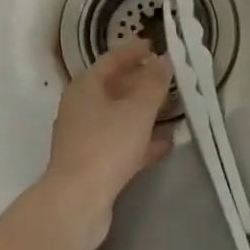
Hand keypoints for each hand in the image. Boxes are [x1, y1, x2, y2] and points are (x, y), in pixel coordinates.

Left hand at [41, 39, 172, 246]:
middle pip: (114, 87)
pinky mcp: (92, 164)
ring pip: (119, 117)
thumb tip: (164, 60)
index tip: (155, 46)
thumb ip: (154, 83)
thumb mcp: (137, 109)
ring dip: (144, 112)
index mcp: (85, 87)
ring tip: (173, 108)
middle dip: (141, 82)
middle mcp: (81, 108)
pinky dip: (141, 140)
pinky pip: (121, 143)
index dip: (134, 51)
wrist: (77, 202)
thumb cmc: (106, 145)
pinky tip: (165, 143)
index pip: (111, 60)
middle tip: (169, 78)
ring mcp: (84, 137)